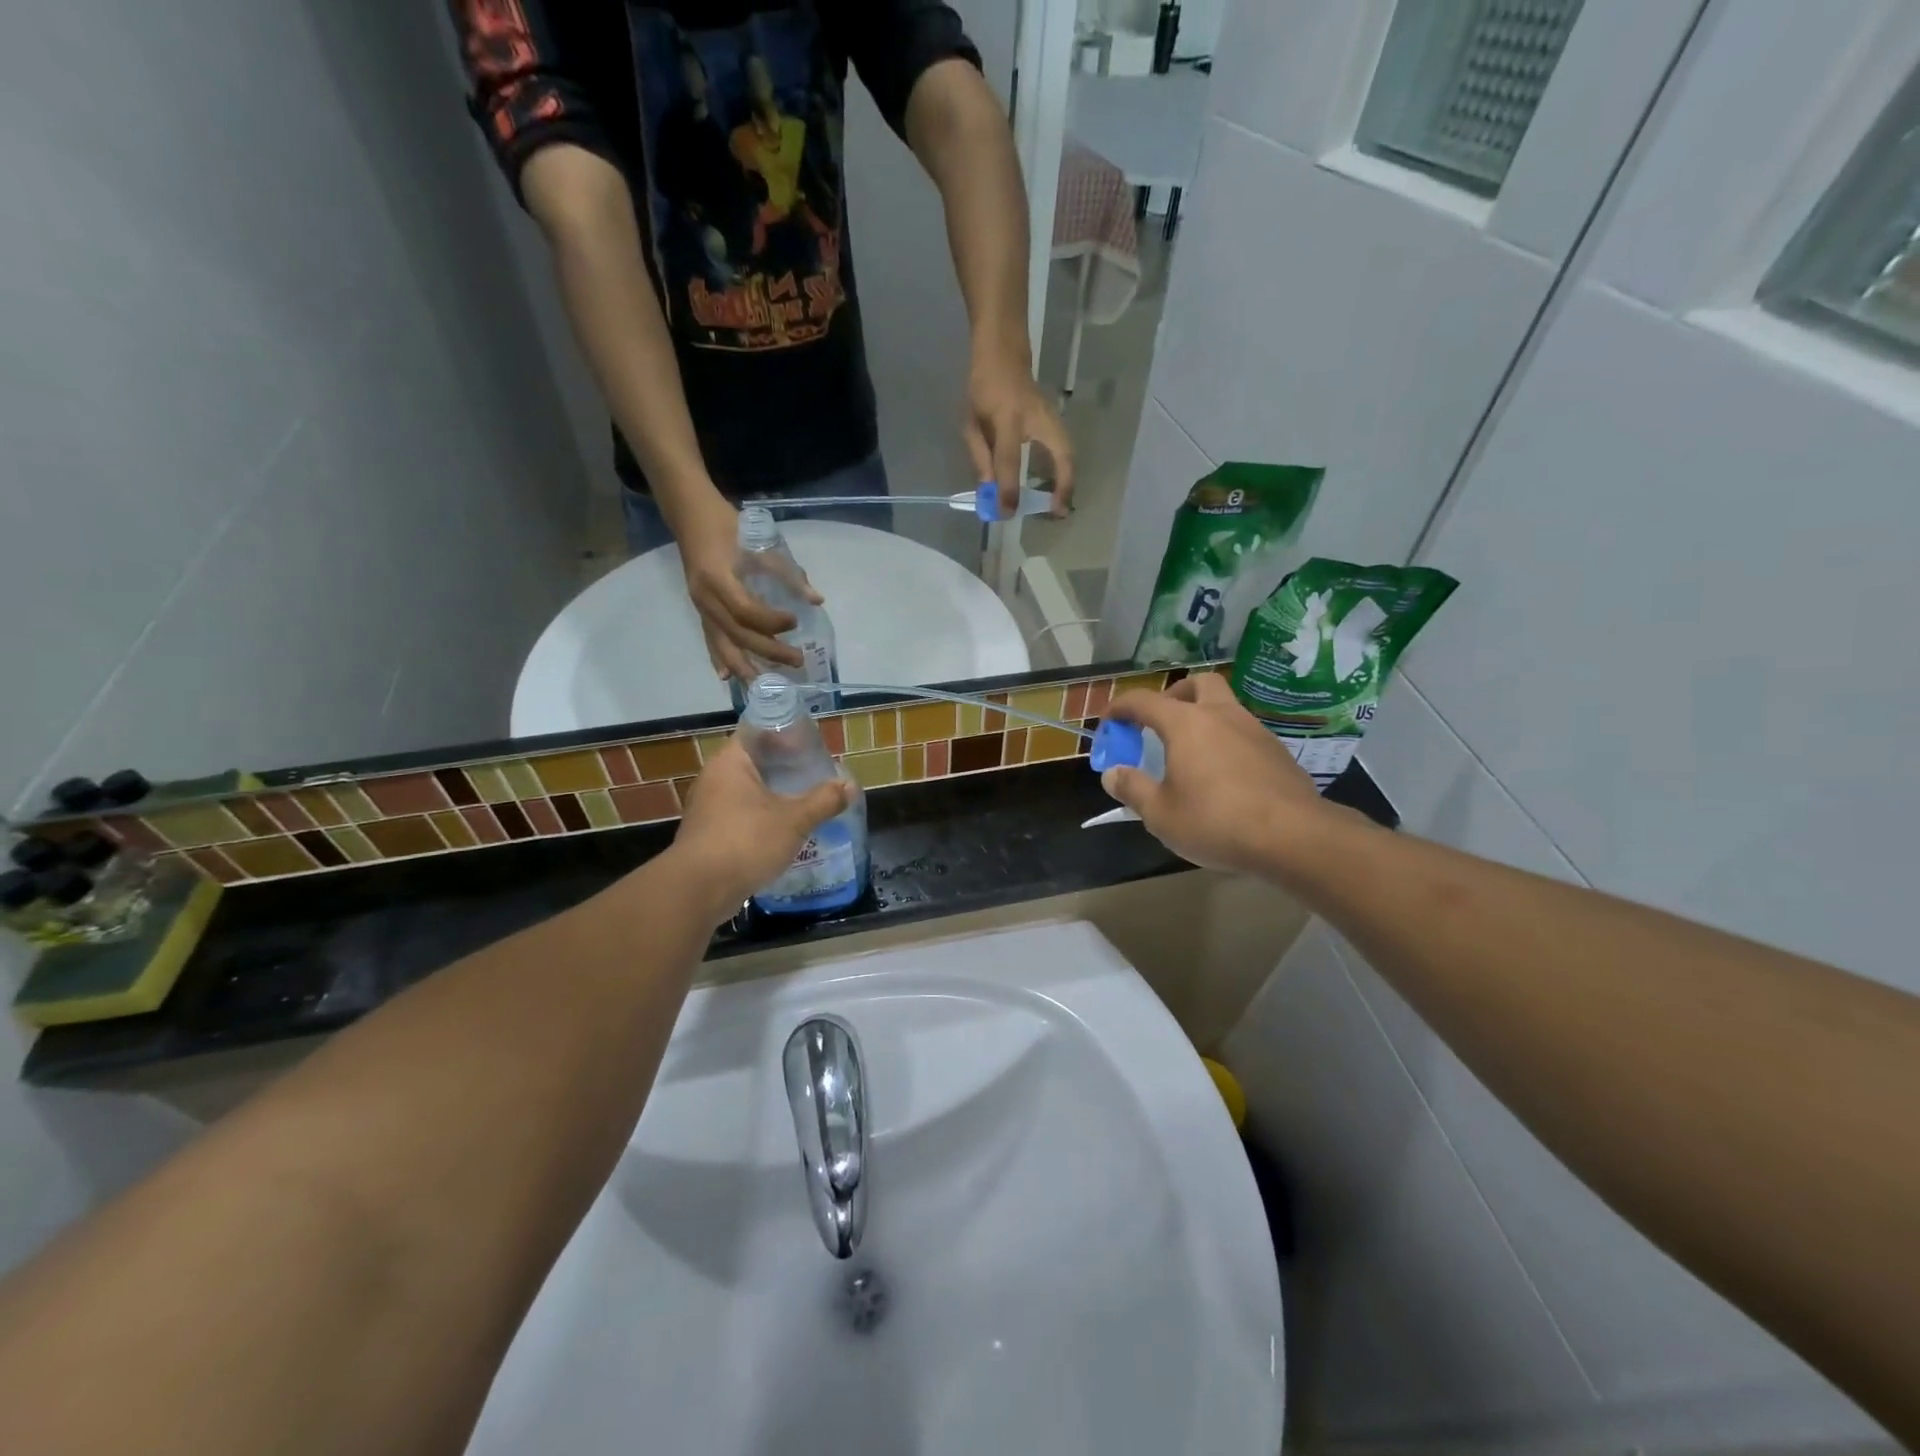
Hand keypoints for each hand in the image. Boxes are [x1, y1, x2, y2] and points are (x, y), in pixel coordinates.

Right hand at [667, 488, 815, 680]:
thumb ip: (788, 573)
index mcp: (718, 578)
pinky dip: (719, 658)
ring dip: (744, 665)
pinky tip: (727, 676)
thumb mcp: (760, 542)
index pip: (746, 611)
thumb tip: (816, 600)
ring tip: (764, 684)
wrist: (691, 516)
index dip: (771, 621)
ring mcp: (700, 606)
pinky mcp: (700, 610)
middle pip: (737, 634)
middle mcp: (705, 598)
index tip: (795, 621)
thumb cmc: (728, 525)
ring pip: (722, 643)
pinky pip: (710, 639)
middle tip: (797, 660)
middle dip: (768, 651)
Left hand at [670, 736, 852, 919]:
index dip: (785, 736)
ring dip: (774, 796)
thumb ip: (823, 801)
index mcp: (730, 763)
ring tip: (806, 802)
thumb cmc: (746, 842)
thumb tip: (849, 786)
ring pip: (748, 792)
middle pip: (755, 763)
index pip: (758, 733)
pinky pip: (741, 816)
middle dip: (785, 769)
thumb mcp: (794, 820)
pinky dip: (762, 819)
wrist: (698, 890)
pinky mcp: (708, 834)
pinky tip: (785, 831)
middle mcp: (714, 779)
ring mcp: (708, 808)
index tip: (811, 747)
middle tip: (815, 775)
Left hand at [965, 344, 1075, 515]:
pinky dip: (1064, 470)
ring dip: (1068, 480)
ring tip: (1060, 506)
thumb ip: (981, 458)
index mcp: (1007, 418)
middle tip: (1058, 512)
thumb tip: (991, 492)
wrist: (1004, 352)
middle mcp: (1036, 418)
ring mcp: (1051, 416)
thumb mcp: (971, 422)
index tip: (1006, 512)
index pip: (1009, 460)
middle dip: (1063, 484)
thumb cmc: (983, 388)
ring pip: (1068, 452)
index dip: (1008, 488)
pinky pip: (1063, 449)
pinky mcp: (1056, 420)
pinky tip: (1058, 488)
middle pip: (1061, 453)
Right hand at [1102, 674, 1330, 874]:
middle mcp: (1222, 715)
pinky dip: (1227, 743)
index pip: (1144, 701)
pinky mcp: (1278, 753)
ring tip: (1191, 755)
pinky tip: (1224, 777)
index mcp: (1186, 724)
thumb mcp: (1160, 813)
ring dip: (1204, 719)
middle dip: (1175, 695)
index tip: (1109, 722)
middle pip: (1198, 684)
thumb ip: (1133, 788)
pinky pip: (1244, 735)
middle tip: (1161, 723)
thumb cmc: (1216, 821)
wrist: (1294, 837)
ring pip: (1226, 707)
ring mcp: (1255, 731)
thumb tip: (1113, 773)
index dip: (1120, 708)